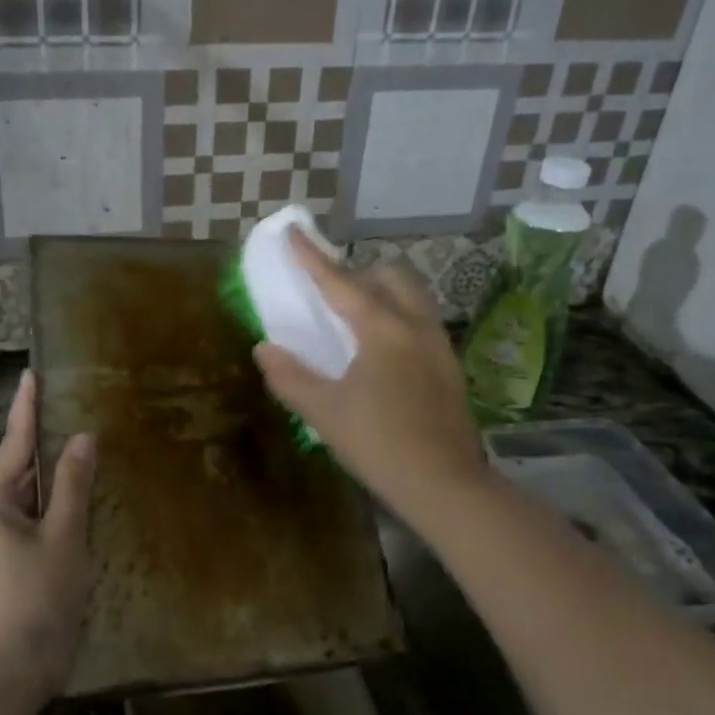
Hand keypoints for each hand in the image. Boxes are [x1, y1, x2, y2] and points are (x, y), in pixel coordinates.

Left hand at [0, 371, 96, 706]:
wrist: (13, 670)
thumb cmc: (38, 597)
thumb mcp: (64, 536)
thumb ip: (73, 484)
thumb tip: (81, 438)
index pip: (14, 442)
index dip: (28, 406)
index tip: (34, 373)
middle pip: (19, 467)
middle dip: (46, 441)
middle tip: (75, 407)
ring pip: (26, 494)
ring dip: (53, 475)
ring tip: (81, 443)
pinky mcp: (2, 560)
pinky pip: (28, 517)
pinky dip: (52, 503)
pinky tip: (76, 494)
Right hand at [254, 231, 486, 522]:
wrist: (445, 484)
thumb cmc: (379, 444)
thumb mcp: (324, 411)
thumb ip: (290, 376)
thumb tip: (264, 349)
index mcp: (382, 329)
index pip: (340, 282)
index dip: (312, 257)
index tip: (294, 231)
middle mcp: (416, 325)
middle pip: (390, 276)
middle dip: (359, 273)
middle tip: (333, 293)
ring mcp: (440, 345)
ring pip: (412, 297)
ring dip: (383, 294)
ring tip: (357, 321)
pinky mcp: (450, 367)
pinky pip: (421, 322)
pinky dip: (398, 318)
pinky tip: (383, 354)